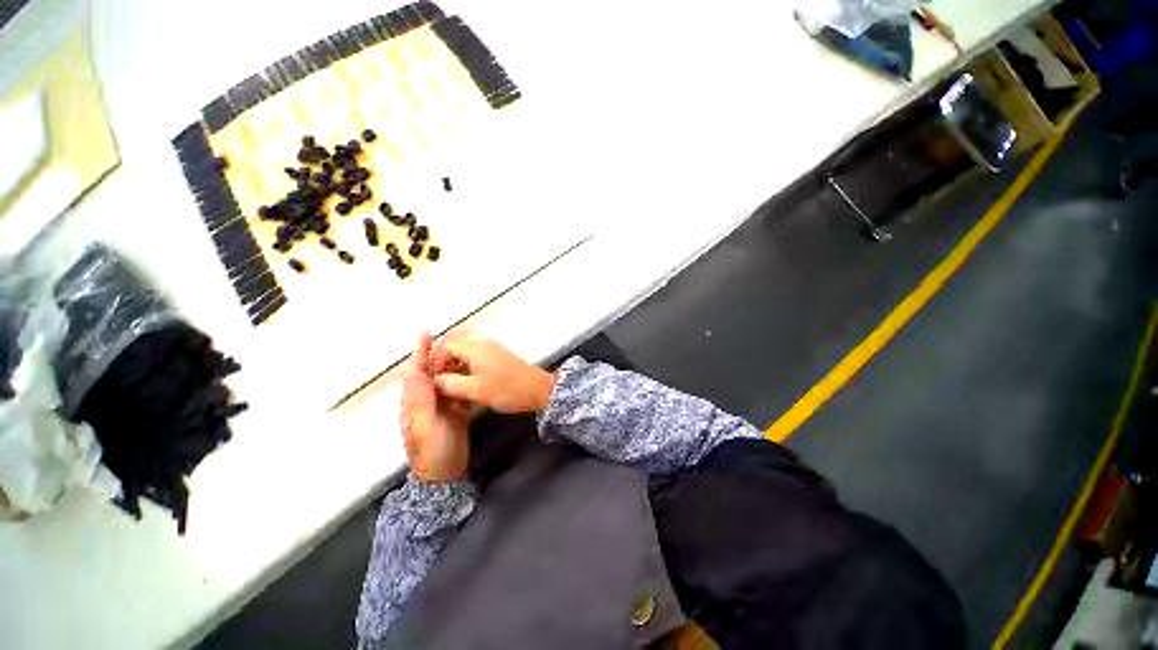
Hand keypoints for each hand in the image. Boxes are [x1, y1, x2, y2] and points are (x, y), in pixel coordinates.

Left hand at [400, 333, 471, 481]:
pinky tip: (472, 374)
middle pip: (431, 373)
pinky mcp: (454, 412)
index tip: (426, 334)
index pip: (416, 372)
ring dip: (452, 365)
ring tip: (464, 352)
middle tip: (453, 340)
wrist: (445, 474)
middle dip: (439, 355)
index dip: (420, 353)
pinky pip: (457, 391)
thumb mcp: (425, 425)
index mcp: (414, 402)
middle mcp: (425, 401)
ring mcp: (440, 407)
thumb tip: (415, 371)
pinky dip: (463, 380)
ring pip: (445, 380)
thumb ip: (420, 399)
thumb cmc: (433, 450)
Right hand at [430, 337, 554, 413]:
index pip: (445, 346)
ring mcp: (491, 352)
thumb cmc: (507, 389)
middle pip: (454, 351)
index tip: (431, 381)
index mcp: (475, 348)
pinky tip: (466, 392)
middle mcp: (482, 345)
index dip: (434, 362)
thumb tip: (433, 381)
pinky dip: (467, 375)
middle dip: (444, 369)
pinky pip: (476, 364)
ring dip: (456, 374)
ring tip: (451, 394)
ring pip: (464, 359)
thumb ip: (449, 384)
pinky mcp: (498, 361)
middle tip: (439, 389)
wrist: (538, 391)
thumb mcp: (475, 390)